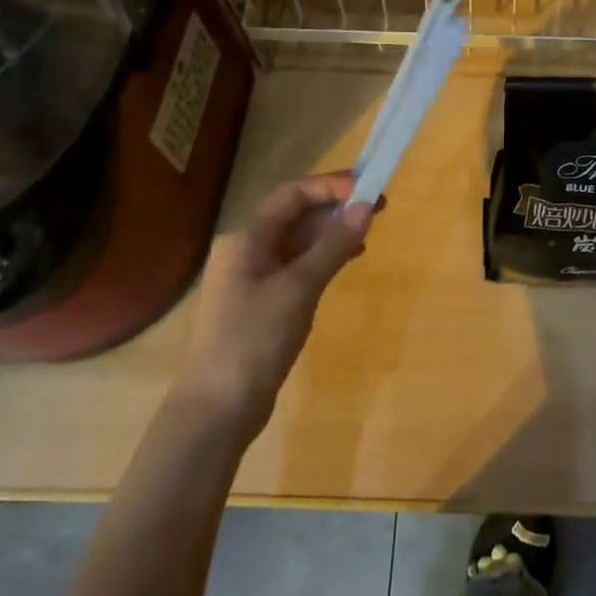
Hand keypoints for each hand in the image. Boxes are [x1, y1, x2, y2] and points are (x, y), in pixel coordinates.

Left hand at [174, 173, 376, 439]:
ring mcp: (254, 278)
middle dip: (335, 207)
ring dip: (332, 232)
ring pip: (299, 241)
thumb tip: (365, 206)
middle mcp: (246, 251)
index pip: (291, 196)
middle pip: (295, 216)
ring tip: (369, 230)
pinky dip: (324, 257)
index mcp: (246, 239)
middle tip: (378, 206)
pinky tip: (348, 260)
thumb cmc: (254, 339)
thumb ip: (333, 245)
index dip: (330, 186)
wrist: (218, 409)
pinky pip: (298, 266)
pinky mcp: (264, 303)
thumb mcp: (299, 288)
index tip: (367, 188)